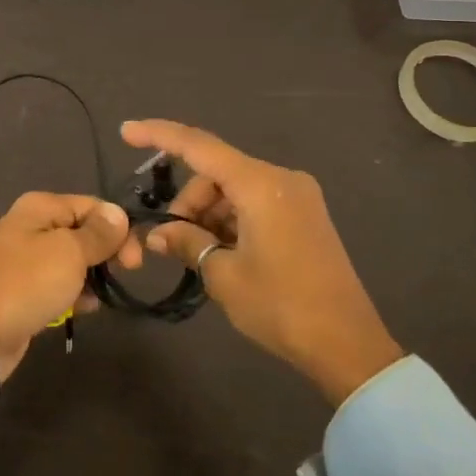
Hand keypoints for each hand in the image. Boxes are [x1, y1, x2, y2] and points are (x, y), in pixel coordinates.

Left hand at [0, 192, 135, 408]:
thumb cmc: (27, 283)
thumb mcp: (69, 253)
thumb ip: (98, 234)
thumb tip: (119, 213)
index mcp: (41, 207)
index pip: (92, 206)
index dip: (118, 227)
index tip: (135, 259)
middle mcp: (33, 226)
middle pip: (84, 231)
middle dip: (107, 251)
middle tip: (127, 273)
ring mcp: (28, 259)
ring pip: (74, 259)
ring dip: (93, 274)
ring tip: (100, 294)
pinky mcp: (26, 289)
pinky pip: (61, 283)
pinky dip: (75, 293)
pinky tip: (84, 308)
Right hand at [122, 120, 402, 404]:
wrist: (348, 345)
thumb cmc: (282, 306)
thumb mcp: (224, 275)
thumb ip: (188, 242)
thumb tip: (159, 234)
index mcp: (261, 185)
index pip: (199, 146)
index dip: (160, 135)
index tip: (127, 130)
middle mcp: (281, 179)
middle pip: (217, 173)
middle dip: (188, 201)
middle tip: (171, 242)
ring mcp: (297, 197)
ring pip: (235, 189)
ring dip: (209, 214)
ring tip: (198, 255)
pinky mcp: (305, 216)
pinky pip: (255, 203)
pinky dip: (231, 220)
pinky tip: (222, 253)